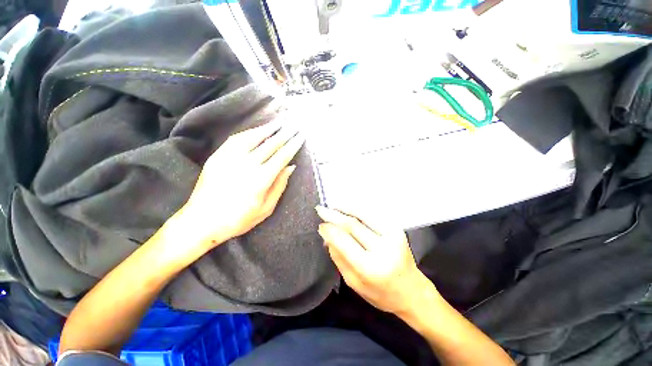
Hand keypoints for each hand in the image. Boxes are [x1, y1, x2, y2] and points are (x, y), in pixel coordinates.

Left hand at [169, 121, 304, 255]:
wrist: (201, 221)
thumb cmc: (238, 219)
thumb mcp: (266, 209)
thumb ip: (279, 186)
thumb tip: (290, 167)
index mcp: (261, 179)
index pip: (282, 156)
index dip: (293, 145)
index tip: (301, 136)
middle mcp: (247, 165)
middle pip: (271, 144)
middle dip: (285, 133)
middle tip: (294, 125)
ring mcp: (230, 158)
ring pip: (254, 137)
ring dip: (268, 128)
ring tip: (279, 122)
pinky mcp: (218, 156)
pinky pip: (236, 139)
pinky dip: (250, 132)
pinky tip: (258, 130)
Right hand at [316, 206, 427, 314]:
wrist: (412, 291)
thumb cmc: (380, 293)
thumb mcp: (353, 282)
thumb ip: (338, 258)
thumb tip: (326, 235)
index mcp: (370, 267)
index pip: (344, 240)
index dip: (329, 230)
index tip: (320, 224)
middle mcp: (383, 248)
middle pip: (353, 225)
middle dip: (334, 215)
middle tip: (321, 209)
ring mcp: (393, 236)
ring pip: (363, 214)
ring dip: (346, 208)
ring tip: (333, 206)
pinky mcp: (397, 229)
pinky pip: (373, 214)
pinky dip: (359, 209)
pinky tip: (349, 208)